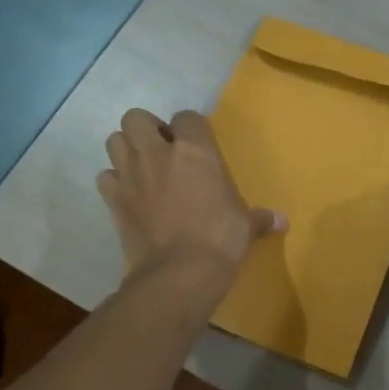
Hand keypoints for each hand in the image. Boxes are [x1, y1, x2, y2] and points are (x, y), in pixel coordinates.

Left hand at [98, 109, 284, 283]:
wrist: (181, 272)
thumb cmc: (221, 240)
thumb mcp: (246, 226)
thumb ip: (260, 218)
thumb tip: (283, 222)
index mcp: (195, 151)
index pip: (187, 117)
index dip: (191, 127)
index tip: (197, 144)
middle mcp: (158, 154)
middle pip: (136, 117)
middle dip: (147, 129)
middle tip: (162, 150)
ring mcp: (131, 175)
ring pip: (114, 140)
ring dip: (127, 150)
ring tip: (143, 168)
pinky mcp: (114, 200)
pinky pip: (105, 178)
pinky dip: (114, 182)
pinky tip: (130, 195)